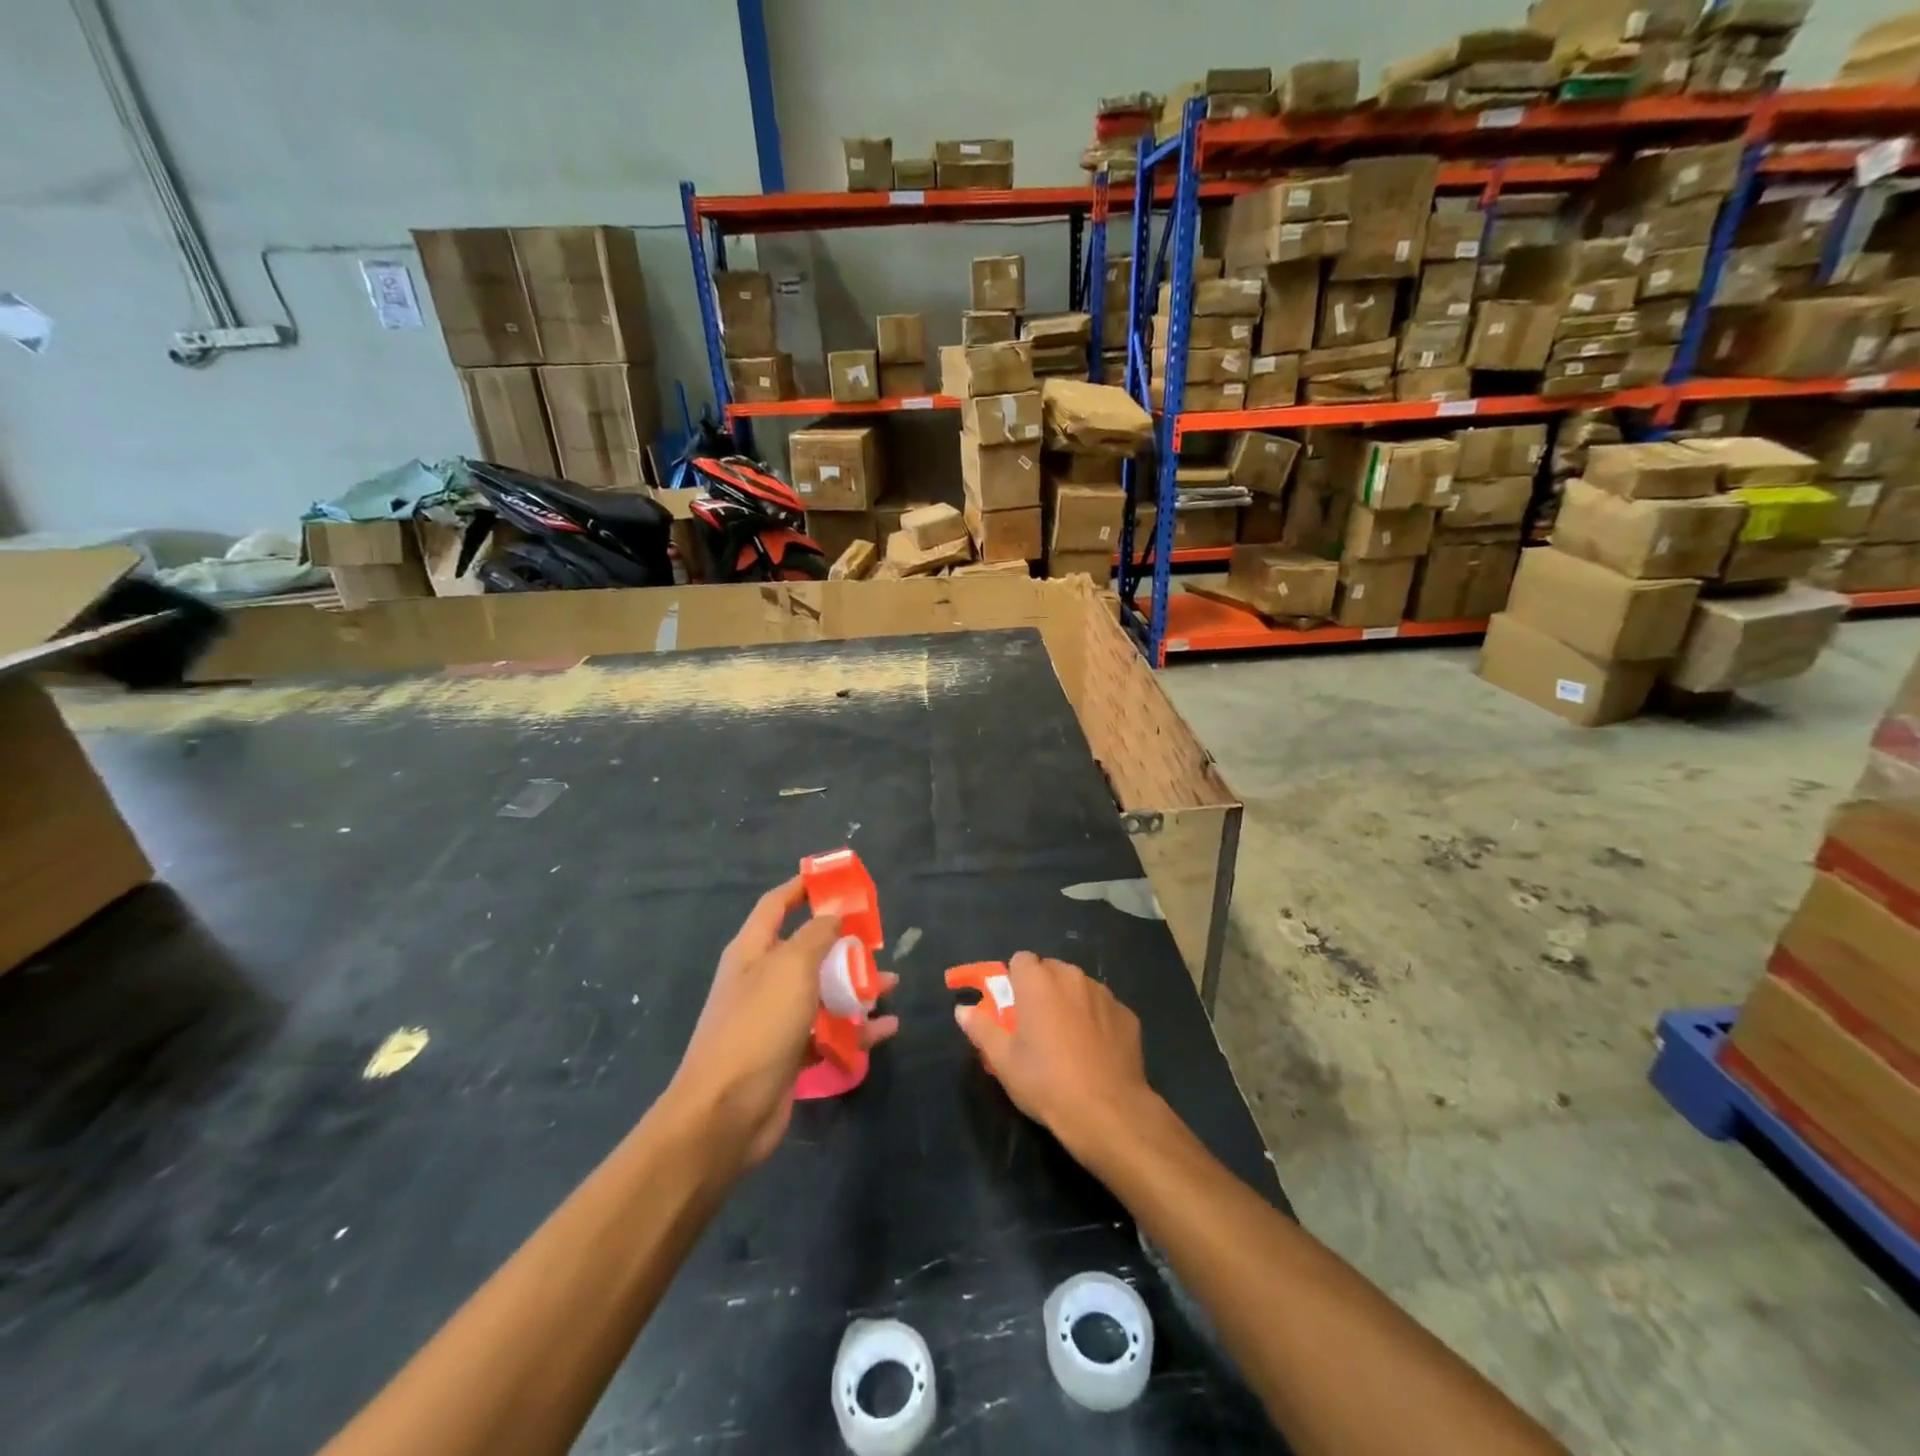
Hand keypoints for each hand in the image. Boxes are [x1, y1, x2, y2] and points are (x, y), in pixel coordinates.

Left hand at [668, 876, 898, 1172]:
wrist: (725, 1114)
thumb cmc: (758, 1026)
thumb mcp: (791, 968)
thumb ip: (817, 936)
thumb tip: (833, 914)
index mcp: (753, 951)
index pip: (777, 904)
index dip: (804, 888)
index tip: (838, 880)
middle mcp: (763, 979)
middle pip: (808, 949)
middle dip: (844, 943)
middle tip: (879, 941)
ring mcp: (776, 1019)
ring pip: (823, 991)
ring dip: (857, 987)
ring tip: (892, 985)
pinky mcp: (790, 1053)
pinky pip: (829, 1031)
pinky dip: (857, 1029)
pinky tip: (887, 1030)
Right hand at [953, 952, 1152, 1156]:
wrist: (1107, 1111)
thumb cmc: (1046, 1082)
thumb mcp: (1003, 1061)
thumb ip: (981, 1028)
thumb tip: (963, 1009)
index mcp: (1038, 981)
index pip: (1021, 960)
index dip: (1015, 981)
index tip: (1013, 1008)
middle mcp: (1072, 977)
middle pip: (1051, 970)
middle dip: (1043, 989)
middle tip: (1037, 1025)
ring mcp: (1103, 994)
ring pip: (1079, 987)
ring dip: (1070, 1001)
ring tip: (1068, 1039)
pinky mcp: (1127, 1013)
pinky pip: (1103, 1007)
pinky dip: (1097, 1019)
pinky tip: (1095, 1051)